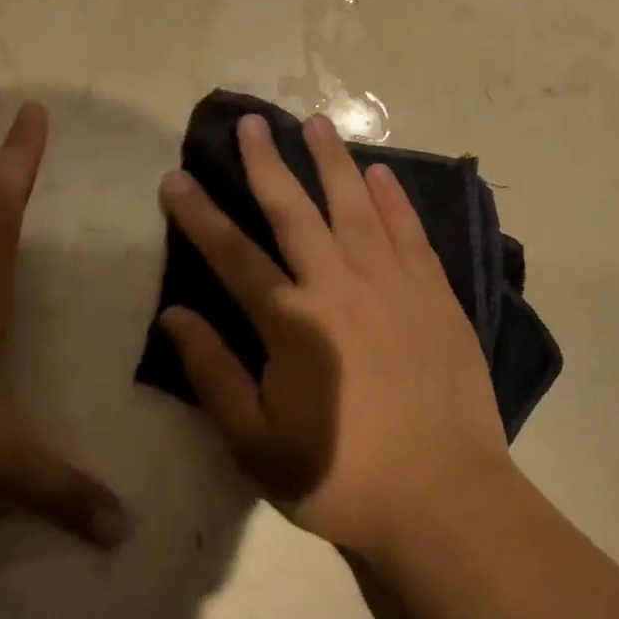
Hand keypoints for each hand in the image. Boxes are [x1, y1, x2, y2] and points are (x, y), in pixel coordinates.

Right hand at [157, 112, 511, 559]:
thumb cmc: (342, 477)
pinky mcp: (436, 296)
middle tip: (252, 122)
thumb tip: (174, 315)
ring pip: (357, 209)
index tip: (177, 177)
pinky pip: (411, 234)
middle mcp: (341, 288)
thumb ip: (214, 374)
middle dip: (269, 164)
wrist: (443, 496)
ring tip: (317, 123)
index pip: (233, 256)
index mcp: (292, 324)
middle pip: (296, 213)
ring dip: (333, 163)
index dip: (200, 215)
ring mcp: (394, 287)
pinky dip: (394, 200)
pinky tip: (382, 173)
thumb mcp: (257, 443)